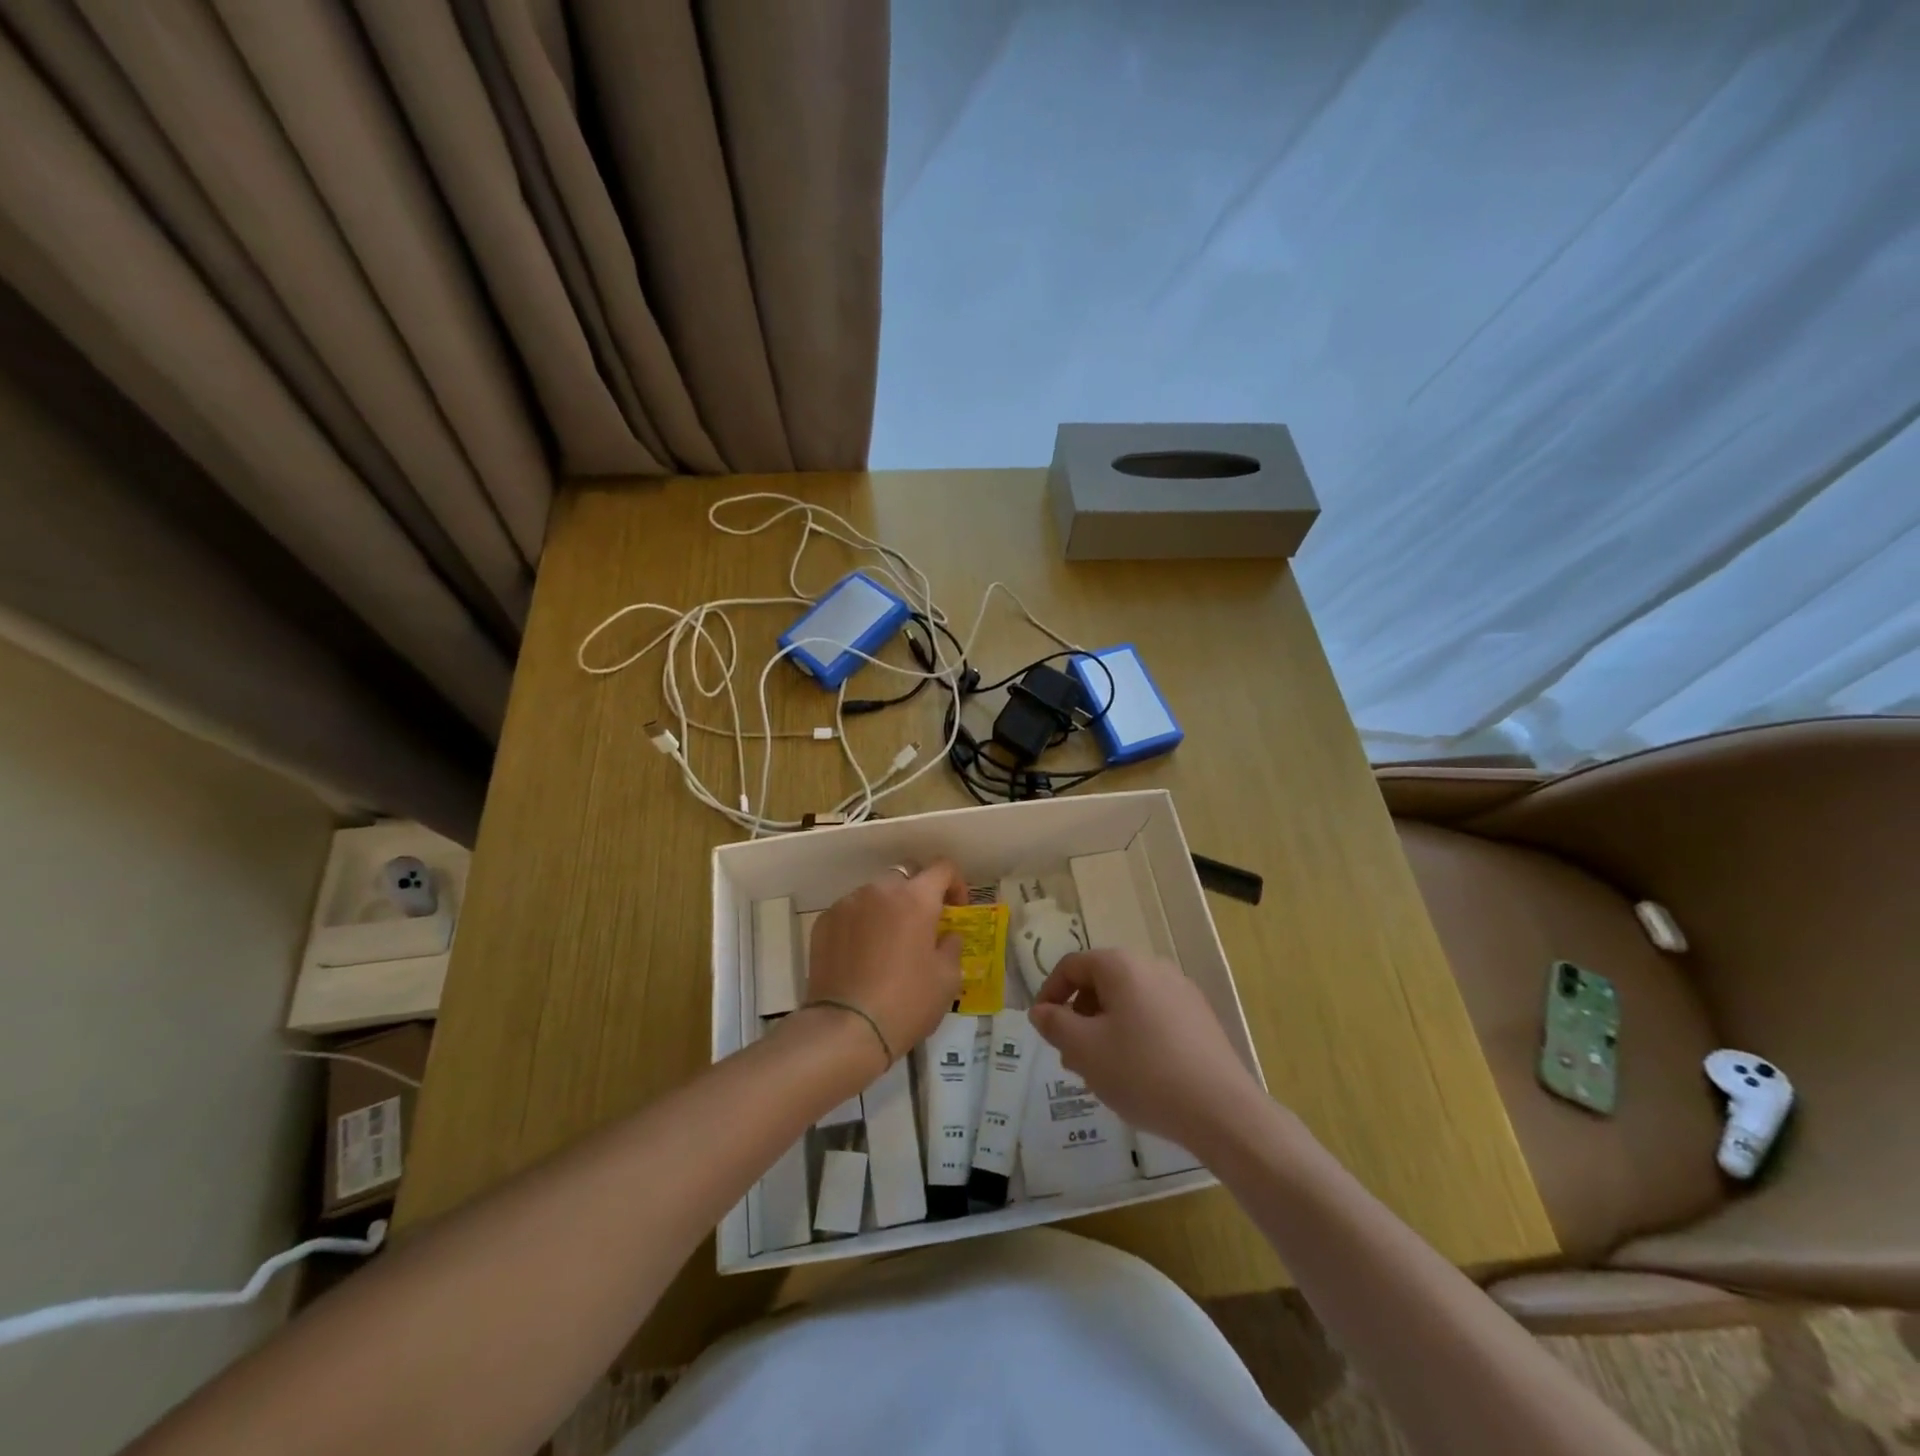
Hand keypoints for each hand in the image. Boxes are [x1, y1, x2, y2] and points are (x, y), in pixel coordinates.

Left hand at [806, 862, 966, 1063]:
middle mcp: (880, 890)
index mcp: (916, 898)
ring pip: (875, 893)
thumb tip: (946, 935)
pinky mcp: (824, 922)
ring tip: (889, 943)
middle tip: (923, 926)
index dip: (955, 884)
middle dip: (918, 893)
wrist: (845, 1029)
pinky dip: (862, 924)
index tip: (956, 909)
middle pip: (905, 875)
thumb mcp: (947, 979)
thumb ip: (951, 946)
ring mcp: (847, 904)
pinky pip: (851, 912)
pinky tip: (862, 956)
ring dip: (888, 908)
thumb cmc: (906, 1003)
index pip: (942, 868)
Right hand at [1029, 948, 1263, 1152]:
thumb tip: (1041, 1011)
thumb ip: (1055, 1024)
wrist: (1221, 1110)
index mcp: (1122, 966)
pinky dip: (1134, 1036)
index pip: (1072, 966)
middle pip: (1101, 983)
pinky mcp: (1200, 1019)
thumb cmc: (1142, 1072)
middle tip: (1070, 1057)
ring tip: (1100, 1072)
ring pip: (1128, 1003)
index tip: (1042, 1028)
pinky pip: (1153, 1017)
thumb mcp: (1085, 1050)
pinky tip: (1136, 1074)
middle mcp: (1153, 967)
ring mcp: (1181, 992)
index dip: (1049, 994)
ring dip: (1104, 1030)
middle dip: (1079, 1017)